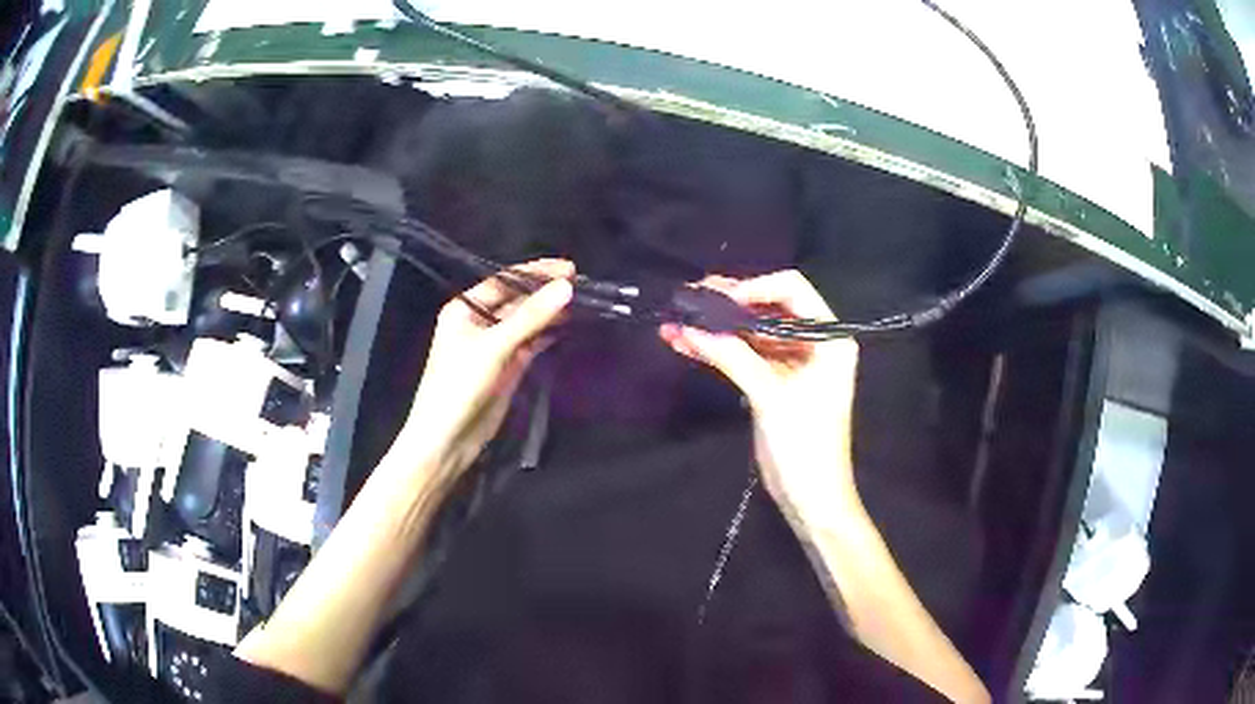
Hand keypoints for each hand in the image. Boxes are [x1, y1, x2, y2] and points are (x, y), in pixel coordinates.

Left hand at [399, 259, 574, 484]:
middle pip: (517, 300)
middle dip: (546, 292)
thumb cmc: (459, 386)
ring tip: (583, 303)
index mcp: (465, 309)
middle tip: (582, 285)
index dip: (536, 273)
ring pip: (526, 322)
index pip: (504, 281)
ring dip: (550, 313)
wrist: (448, 439)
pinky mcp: (506, 367)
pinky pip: (530, 343)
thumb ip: (531, 317)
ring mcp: (494, 345)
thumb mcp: (494, 347)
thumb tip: (567, 286)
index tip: (570, 268)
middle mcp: (478, 322)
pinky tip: (568, 326)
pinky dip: (548, 335)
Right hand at [659, 270, 859, 523]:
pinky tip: (684, 343)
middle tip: (688, 297)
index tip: (717, 297)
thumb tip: (689, 327)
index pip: (792, 290)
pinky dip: (717, 349)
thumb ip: (732, 356)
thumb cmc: (805, 444)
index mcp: (829, 338)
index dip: (754, 287)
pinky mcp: (773, 381)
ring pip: (750, 332)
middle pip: (768, 308)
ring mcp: (791, 361)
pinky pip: (744, 355)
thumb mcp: (771, 396)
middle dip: (728, 304)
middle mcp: (813, 342)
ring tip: (675, 319)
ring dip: (716, 327)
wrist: (811, 496)